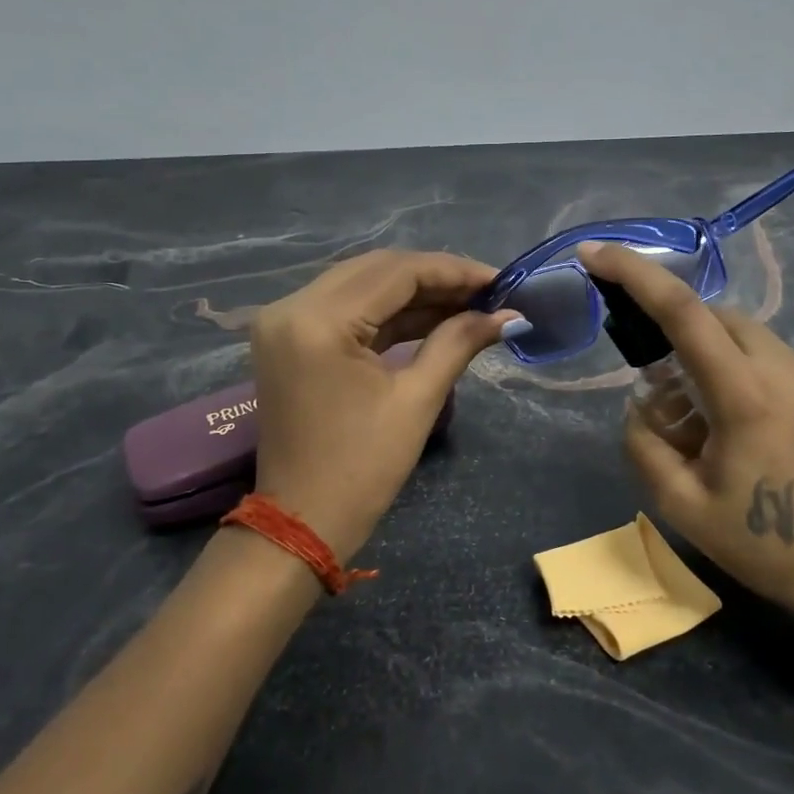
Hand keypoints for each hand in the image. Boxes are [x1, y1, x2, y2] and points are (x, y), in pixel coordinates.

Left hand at [248, 249, 519, 559]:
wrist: (301, 523)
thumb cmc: (361, 470)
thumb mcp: (416, 401)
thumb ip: (458, 343)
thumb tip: (507, 314)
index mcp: (317, 321)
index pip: (395, 272)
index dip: (453, 271)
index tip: (500, 280)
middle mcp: (292, 306)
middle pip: (376, 270)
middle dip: (436, 277)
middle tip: (488, 291)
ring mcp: (285, 322)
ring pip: (361, 285)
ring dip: (414, 293)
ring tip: (469, 303)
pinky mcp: (290, 339)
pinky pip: (346, 310)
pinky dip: (388, 313)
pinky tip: (433, 317)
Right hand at [577, 242, 793, 637]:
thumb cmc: (767, 547)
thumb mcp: (682, 506)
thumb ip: (643, 443)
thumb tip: (642, 405)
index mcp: (747, 396)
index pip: (683, 312)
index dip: (634, 273)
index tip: (594, 253)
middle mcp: (790, 370)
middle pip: (719, 317)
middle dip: (680, 333)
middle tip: (666, 391)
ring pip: (752, 339)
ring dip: (717, 360)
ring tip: (712, 423)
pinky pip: (782, 364)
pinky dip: (752, 378)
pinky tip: (757, 432)